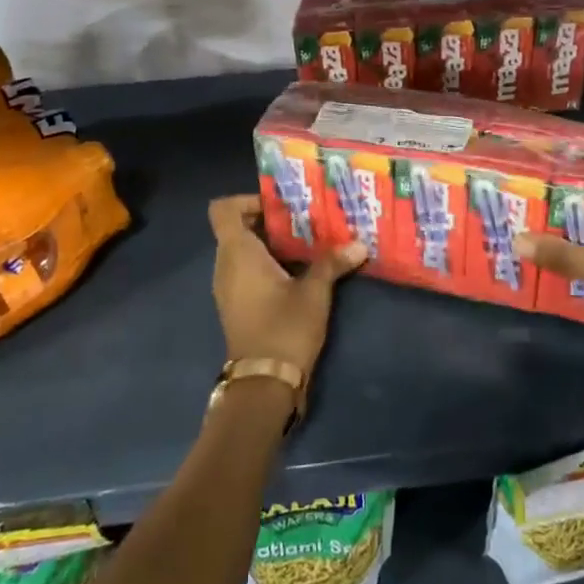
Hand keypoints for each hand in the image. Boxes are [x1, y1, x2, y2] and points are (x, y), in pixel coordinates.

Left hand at [208, 195, 365, 375]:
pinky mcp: (236, 304)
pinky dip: (268, 263)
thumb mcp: (314, 292)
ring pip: (244, 250)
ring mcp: (228, 287)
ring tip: (308, 242)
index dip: (248, 200)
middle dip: (270, 220)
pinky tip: (300, 270)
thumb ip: (332, 262)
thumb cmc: (284, 328)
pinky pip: (247, 270)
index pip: (224, 209)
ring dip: (272, 243)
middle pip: (238, 227)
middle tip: (306, 219)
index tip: (281, 205)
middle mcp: (225, 265)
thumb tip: (359, 244)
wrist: (264, 384)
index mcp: (237, 253)